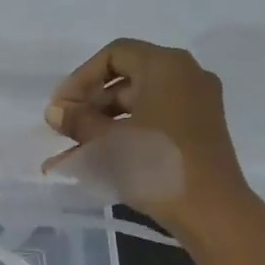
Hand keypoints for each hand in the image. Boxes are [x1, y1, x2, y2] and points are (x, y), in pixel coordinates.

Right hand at [43, 37, 252, 236]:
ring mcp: (195, 104)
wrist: (210, 210)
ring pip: (139, 104)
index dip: (81, 78)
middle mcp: (185, 75)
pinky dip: (125, 135)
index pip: (114, 54)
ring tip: (72, 152)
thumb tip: (54, 111)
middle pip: (127, 79)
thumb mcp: (109, 142)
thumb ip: (78, 121)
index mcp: (166, 65)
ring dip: (103, 124)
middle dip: (90, 104)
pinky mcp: (197, 131)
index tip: (61, 107)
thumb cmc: (156, 165)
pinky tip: (95, 160)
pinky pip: (154, 122)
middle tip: (64, 130)